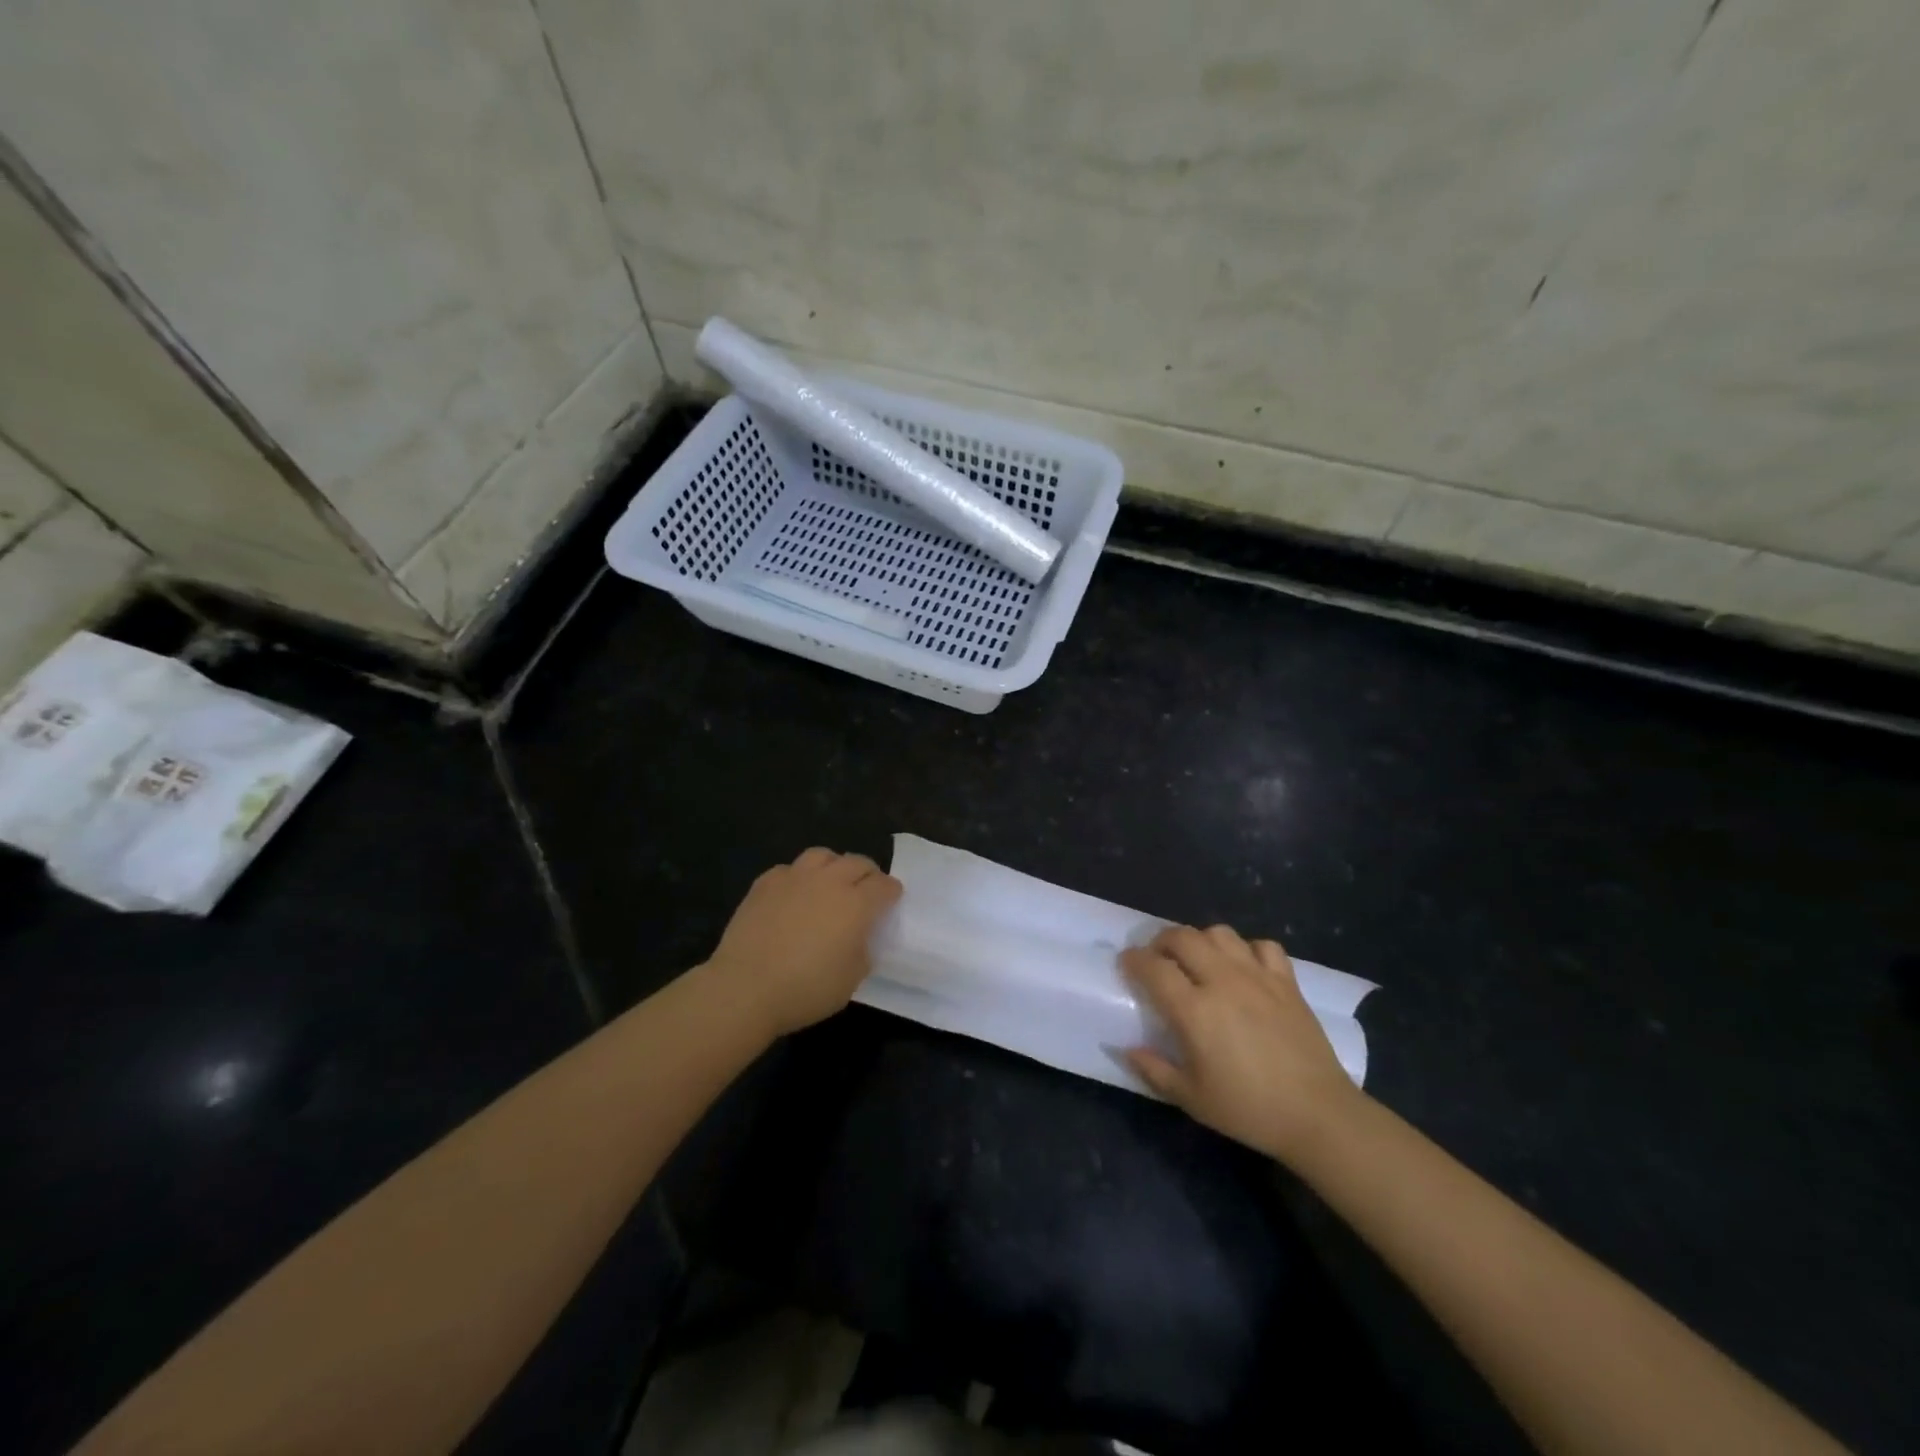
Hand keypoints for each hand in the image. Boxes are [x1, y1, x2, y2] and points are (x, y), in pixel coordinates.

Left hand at [702, 847, 902, 1039]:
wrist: (745, 987)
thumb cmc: (805, 990)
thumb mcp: (851, 979)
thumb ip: (863, 950)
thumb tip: (860, 937)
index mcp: (857, 904)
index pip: (884, 885)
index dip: (891, 892)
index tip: (891, 901)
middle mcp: (829, 881)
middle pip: (857, 862)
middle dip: (867, 874)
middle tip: (865, 892)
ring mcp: (795, 877)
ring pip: (822, 855)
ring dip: (833, 866)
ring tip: (830, 883)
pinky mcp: (765, 883)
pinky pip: (790, 869)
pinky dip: (799, 877)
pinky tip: (793, 895)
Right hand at [1122, 924, 1365, 1164]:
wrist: (1318, 1115)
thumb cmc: (1249, 1109)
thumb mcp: (1191, 1098)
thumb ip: (1153, 1070)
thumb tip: (1126, 1049)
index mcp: (1194, 1010)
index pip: (1153, 967)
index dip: (1134, 960)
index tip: (1126, 963)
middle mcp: (1222, 981)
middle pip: (1183, 937)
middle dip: (1162, 941)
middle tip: (1157, 958)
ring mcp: (1257, 977)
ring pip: (1220, 933)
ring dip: (1201, 940)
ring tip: (1198, 959)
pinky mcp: (1287, 981)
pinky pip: (1263, 946)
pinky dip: (1247, 950)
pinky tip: (1244, 968)